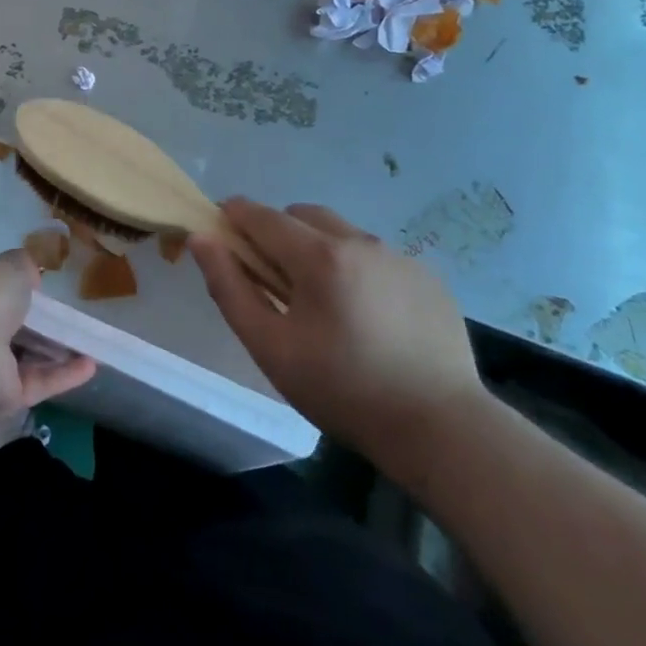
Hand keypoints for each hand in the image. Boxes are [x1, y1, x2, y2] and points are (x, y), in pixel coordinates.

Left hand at [0, 251, 96, 418]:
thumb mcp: (9, 266)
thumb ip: (23, 266)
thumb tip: (30, 274)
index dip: (15, 284)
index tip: (42, 283)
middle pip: (10, 324)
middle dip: (38, 320)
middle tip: (71, 314)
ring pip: (27, 355)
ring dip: (58, 349)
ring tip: (91, 340)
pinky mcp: (4, 396)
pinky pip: (38, 381)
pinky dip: (65, 374)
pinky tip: (92, 365)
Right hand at [189, 200, 490, 491]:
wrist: (442, 430)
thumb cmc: (343, 390)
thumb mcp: (270, 347)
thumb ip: (229, 287)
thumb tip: (202, 240)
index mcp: (318, 256)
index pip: (261, 214)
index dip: (234, 216)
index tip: (222, 233)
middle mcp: (359, 241)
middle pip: (302, 215)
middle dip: (277, 232)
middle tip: (274, 278)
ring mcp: (398, 256)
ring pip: (341, 232)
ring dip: (319, 248)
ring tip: (323, 300)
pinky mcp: (428, 276)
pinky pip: (376, 255)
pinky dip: (357, 268)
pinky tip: (366, 315)